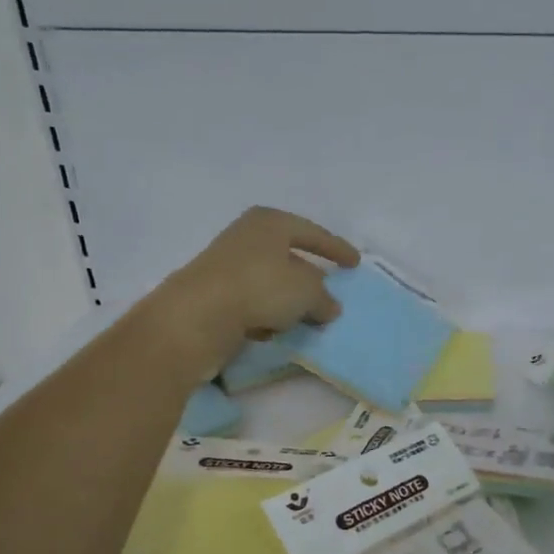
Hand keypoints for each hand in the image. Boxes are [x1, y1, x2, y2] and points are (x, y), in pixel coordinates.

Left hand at [149, 207, 360, 367]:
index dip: (336, 248)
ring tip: (306, 319)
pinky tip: (274, 330)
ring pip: (270, 281)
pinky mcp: (214, 294)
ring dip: (288, 299)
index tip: (355, 263)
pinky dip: (266, 314)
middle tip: (330, 292)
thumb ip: (324, 298)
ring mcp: (227, 265)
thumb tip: (330, 307)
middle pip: (289, 255)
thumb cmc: (260, 288)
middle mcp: (246, 237)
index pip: (312, 232)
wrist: (197, 316)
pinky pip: (252, 302)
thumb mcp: (307, 292)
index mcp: (270, 222)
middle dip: (310, 276)